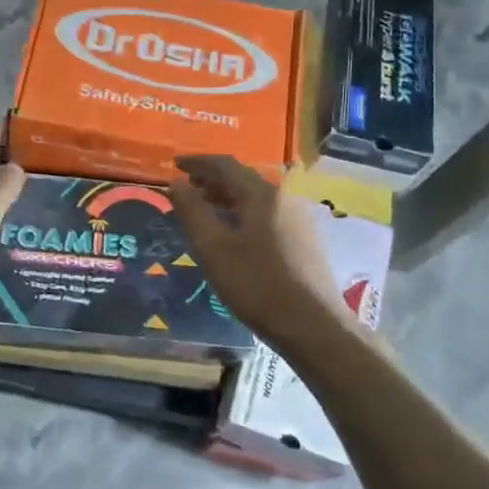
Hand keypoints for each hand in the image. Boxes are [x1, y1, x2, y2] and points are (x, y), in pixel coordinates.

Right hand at [168, 154, 341, 347]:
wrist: (313, 325)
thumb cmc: (257, 285)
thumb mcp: (214, 249)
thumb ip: (192, 212)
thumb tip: (176, 184)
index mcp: (261, 195)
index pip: (225, 165)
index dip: (198, 162)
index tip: (175, 164)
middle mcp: (283, 199)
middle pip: (243, 179)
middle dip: (212, 179)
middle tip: (187, 186)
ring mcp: (297, 220)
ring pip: (256, 198)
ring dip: (227, 197)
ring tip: (204, 208)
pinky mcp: (304, 241)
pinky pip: (266, 215)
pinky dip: (243, 213)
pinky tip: (233, 233)